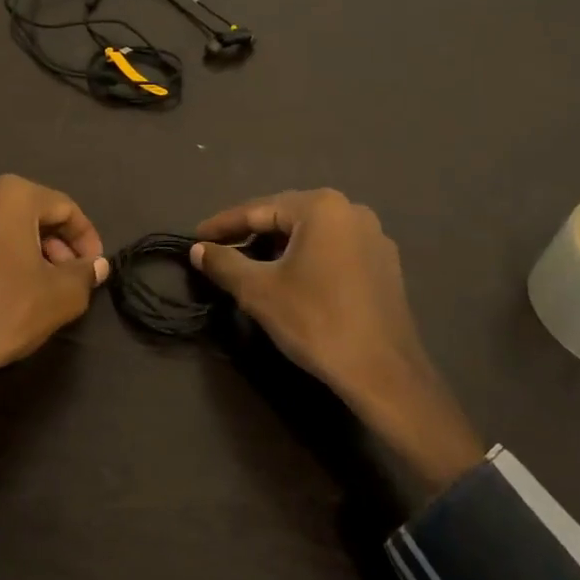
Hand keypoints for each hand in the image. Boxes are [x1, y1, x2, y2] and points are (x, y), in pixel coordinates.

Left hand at [0, 175, 108, 435]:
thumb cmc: (6, 313)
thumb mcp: (63, 296)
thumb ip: (85, 273)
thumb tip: (96, 265)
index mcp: (10, 195)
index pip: (64, 208)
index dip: (86, 238)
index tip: (93, 267)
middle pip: (28, 213)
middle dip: (53, 243)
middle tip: (66, 276)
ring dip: (20, 250)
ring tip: (33, 286)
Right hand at [190, 190, 482, 495]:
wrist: (382, 371)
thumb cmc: (315, 322)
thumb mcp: (259, 291)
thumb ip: (224, 263)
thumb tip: (198, 250)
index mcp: (321, 208)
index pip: (258, 210)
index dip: (222, 225)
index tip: (195, 237)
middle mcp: (351, 210)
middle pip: (287, 216)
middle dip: (250, 233)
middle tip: (219, 249)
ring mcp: (373, 236)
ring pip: (311, 233)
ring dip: (278, 246)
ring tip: (250, 264)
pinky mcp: (384, 263)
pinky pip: (334, 250)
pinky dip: (306, 258)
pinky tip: (292, 278)